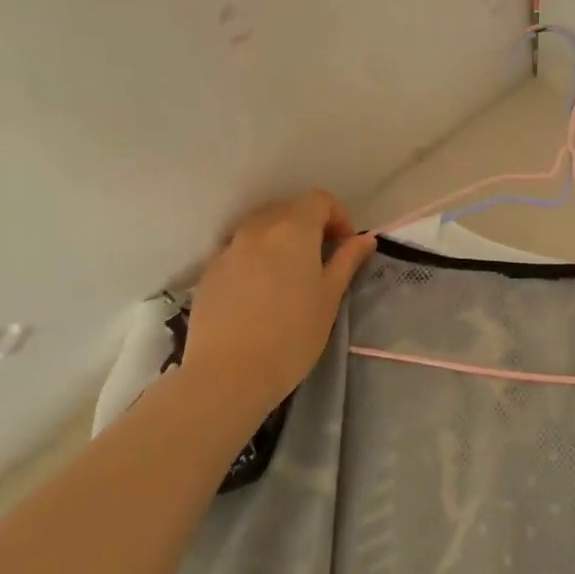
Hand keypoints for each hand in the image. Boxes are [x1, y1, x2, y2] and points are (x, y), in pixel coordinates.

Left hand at [185, 190, 376, 413]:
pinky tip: (259, 290)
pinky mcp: (209, 270)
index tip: (345, 244)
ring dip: (280, 239)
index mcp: (293, 230)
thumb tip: (365, 238)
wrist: (228, 373)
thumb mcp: (329, 298)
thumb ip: (346, 261)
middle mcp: (258, 229)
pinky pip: (238, 249)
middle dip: (309, 225)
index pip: (318, 200)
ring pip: (260, 227)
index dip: (337, 215)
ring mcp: (228, 248)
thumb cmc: (292, 335)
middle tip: (321, 259)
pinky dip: (254, 256)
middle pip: (288, 210)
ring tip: (289, 274)